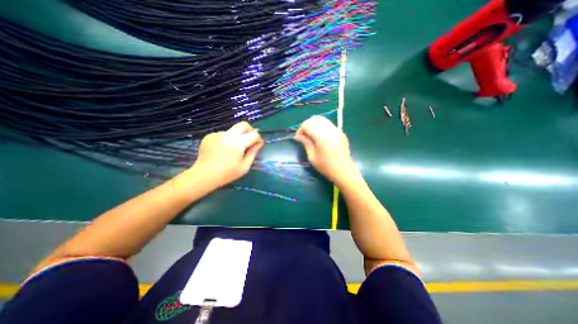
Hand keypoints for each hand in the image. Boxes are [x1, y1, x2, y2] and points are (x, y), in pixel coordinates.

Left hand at [185, 123, 262, 189]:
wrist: (204, 175)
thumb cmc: (227, 173)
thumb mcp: (244, 167)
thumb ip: (253, 153)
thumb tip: (258, 144)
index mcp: (238, 143)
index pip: (254, 134)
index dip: (259, 139)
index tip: (258, 145)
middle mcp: (228, 135)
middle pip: (243, 125)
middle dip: (250, 130)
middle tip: (250, 140)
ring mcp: (218, 134)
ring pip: (233, 131)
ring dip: (237, 138)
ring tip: (232, 151)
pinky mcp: (210, 136)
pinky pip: (223, 135)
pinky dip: (226, 140)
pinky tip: (222, 151)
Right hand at [295, 117, 359, 187]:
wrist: (344, 171)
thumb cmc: (326, 167)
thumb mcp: (312, 157)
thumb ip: (306, 143)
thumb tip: (298, 136)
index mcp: (323, 137)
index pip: (308, 125)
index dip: (300, 129)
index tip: (298, 138)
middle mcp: (331, 130)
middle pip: (315, 119)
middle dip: (306, 125)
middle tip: (303, 135)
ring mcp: (337, 130)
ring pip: (322, 119)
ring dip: (313, 124)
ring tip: (310, 135)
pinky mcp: (340, 132)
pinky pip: (328, 124)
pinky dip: (320, 126)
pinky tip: (319, 135)